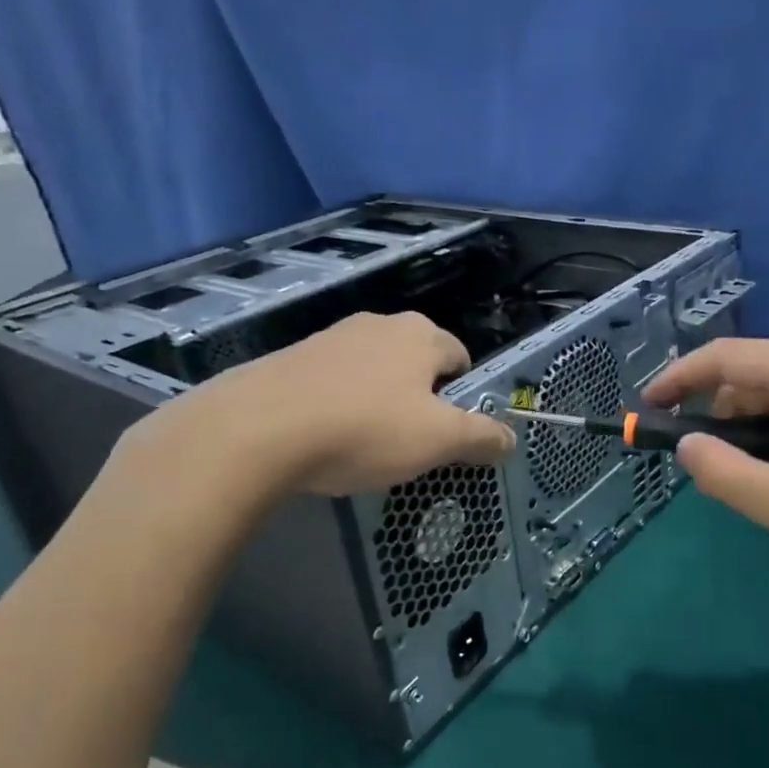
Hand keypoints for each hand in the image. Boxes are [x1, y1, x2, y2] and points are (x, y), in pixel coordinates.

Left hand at [113, 312, 514, 510]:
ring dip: (377, 401)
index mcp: (420, 335)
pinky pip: (332, 381)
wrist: (257, 430)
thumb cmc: (364, 429)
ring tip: (363, 444)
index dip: (462, 396)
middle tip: (409, 441)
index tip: (447, 432)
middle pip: (416, 362)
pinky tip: (323, 438)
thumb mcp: (438, 440)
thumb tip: (511, 439)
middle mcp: (378, 323)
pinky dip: (337, 405)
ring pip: (372, 371)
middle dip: (419, 397)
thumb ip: (482, 437)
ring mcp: (330, 336)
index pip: (460, 357)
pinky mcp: (291, 357)